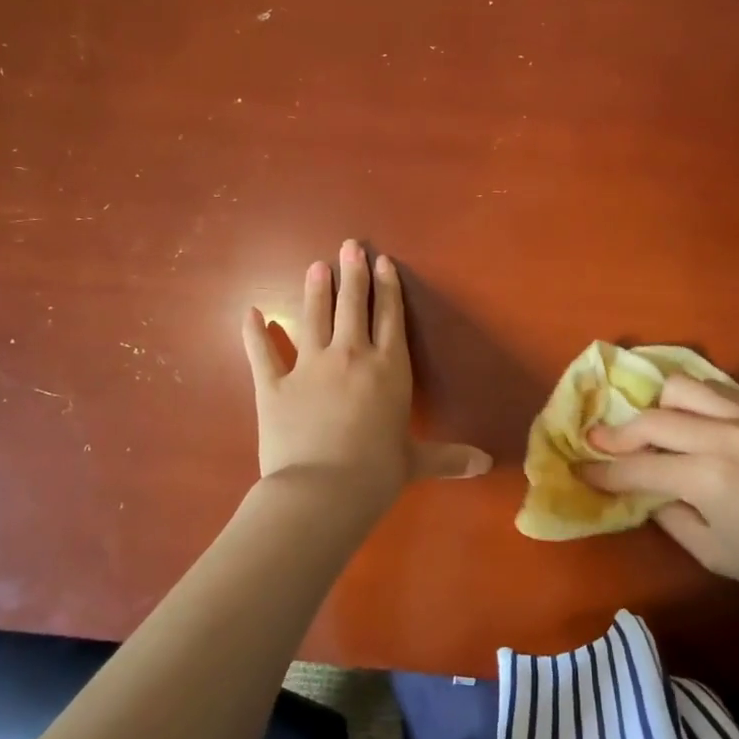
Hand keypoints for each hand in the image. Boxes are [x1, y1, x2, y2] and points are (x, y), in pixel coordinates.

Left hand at [241, 241, 490, 514]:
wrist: (322, 491)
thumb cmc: (377, 474)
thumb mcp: (416, 462)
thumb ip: (450, 457)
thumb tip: (487, 464)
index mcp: (388, 369)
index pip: (390, 318)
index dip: (387, 288)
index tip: (382, 262)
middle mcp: (351, 356)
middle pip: (353, 306)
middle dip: (352, 274)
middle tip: (349, 246)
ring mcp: (309, 367)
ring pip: (313, 317)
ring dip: (315, 290)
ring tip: (316, 266)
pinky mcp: (274, 385)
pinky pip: (261, 353)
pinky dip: (254, 332)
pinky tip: (251, 312)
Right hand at [580, 375, 738, 599]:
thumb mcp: (715, 554)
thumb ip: (670, 517)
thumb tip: (644, 492)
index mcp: (707, 478)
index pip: (639, 468)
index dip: (604, 470)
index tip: (581, 468)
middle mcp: (721, 435)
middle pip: (651, 420)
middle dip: (617, 434)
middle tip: (599, 443)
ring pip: (680, 388)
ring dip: (655, 407)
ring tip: (649, 427)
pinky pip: (714, 386)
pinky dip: (689, 398)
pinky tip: (686, 416)